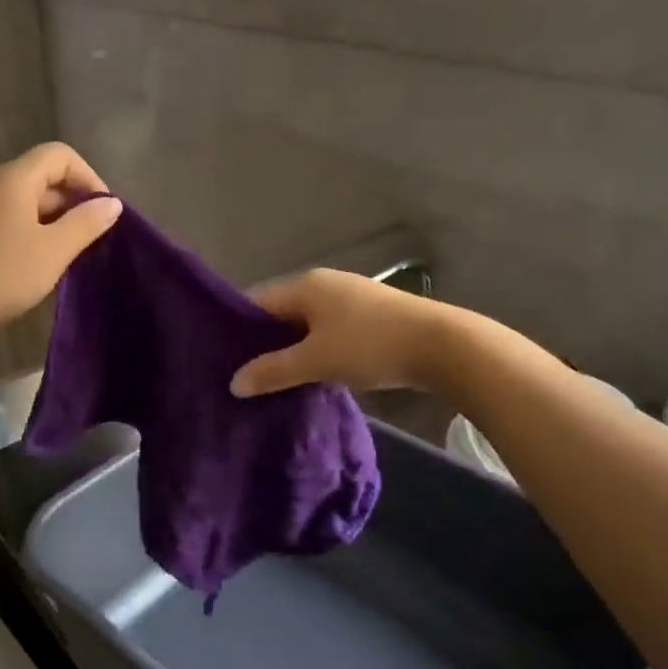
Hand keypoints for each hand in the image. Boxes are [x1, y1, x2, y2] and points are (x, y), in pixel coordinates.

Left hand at [0, 142, 122, 336]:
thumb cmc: (0, 273)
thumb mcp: (53, 250)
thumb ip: (86, 224)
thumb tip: (111, 203)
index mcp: (14, 178)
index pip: (60, 155)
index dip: (88, 177)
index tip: (103, 212)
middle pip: (42, 177)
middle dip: (72, 202)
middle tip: (91, 239)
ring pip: (25, 202)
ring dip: (52, 222)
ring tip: (68, 255)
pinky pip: (8, 221)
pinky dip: (30, 234)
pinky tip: (37, 265)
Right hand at [230, 268, 430, 396]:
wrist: (444, 346)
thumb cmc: (370, 346)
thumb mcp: (316, 361)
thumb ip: (273, 371)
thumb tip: (234, 383)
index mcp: (306, 285)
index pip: (257, 302)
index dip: (237, 330)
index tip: (224, 360)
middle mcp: (325, 284)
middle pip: (281, 312)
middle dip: (265, 343)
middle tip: (247, 376)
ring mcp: (351, 298)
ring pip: (306, 324)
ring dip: (293, 349)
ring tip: (277, 380)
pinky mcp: (371, 316)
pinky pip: (329, 331)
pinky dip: (317, 350)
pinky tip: (314, 374)